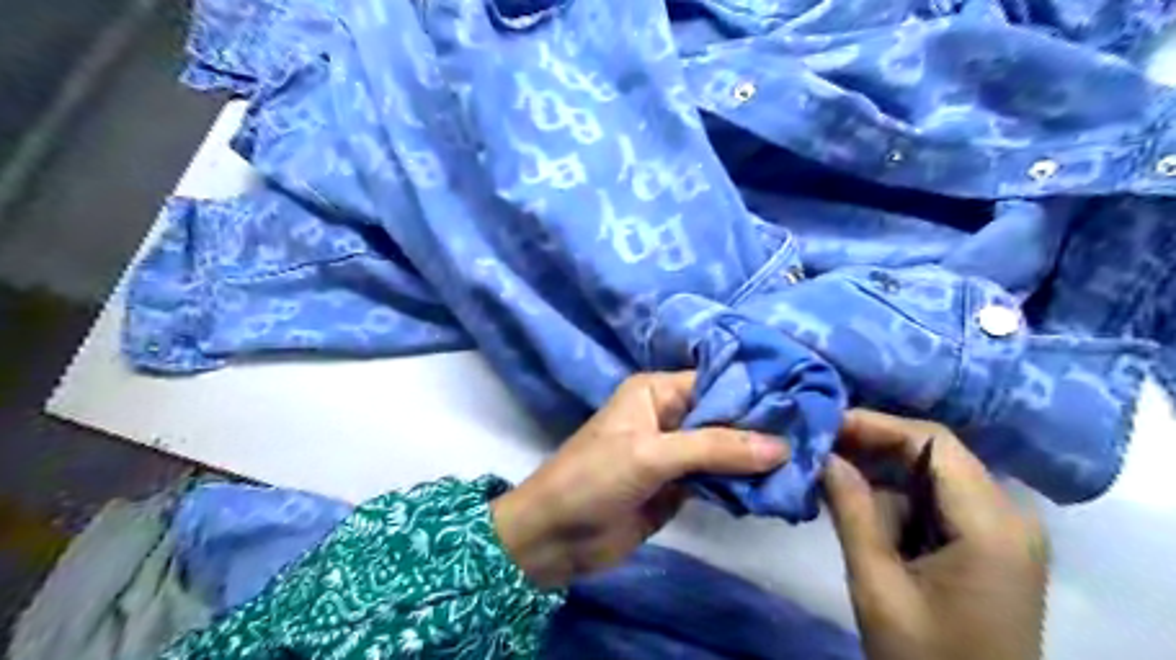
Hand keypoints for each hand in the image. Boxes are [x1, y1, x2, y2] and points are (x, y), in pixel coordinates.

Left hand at [493, 371, 784, 586]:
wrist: (555, 537)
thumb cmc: (593, 478)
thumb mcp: (651, 454)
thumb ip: (714, 448)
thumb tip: (780, 445)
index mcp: (657, 392)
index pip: (716, 383)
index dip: (756, 392)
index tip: (804, 402)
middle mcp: (669, 416)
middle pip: (725, 417)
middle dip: (763, 428)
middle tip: (816, 435)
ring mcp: (675, 453)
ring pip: (725, 449)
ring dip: (757, 458)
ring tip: (808, 461)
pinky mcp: (678, 487)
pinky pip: (718, 480)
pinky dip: (743, 484)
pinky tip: (777, 488)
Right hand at [821, 409, 1052, 659]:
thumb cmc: (927, 659)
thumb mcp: (878, 586)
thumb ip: (852, 512)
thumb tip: (824, 454)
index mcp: (992, 526)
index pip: (933, 442)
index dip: (875, 424)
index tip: (825, 425)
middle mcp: (1010, 514)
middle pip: (934, 452)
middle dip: (873, 445)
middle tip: (819, 446)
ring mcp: (1004, 528)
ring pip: (933, 472)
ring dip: (881, 470)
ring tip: (829, 471)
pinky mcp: (990, 542)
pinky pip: (938, 497)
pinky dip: (896, 494)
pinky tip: (859, 502)